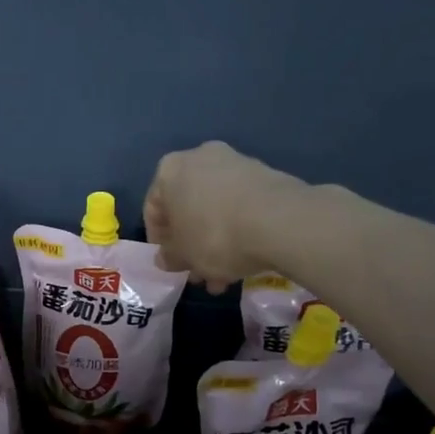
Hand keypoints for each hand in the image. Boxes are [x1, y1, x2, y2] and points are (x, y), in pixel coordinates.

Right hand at [143, 141, 306, 292]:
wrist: (280, 221)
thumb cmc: (215, 236)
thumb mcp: (184, 256)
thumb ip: (169, 257)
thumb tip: (165, 258)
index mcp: (170, 170)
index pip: (153, 208)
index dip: (159, 240)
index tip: (171, 263)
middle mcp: (200, 157)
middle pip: (187, 207)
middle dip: (191, 243)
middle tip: (197, 272)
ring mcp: (235, 163)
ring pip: (215, 208)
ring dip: (215, 241)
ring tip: (224, 276)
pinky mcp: (265, 175)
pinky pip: (241, 205)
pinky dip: (238, 229)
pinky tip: (245, 259)